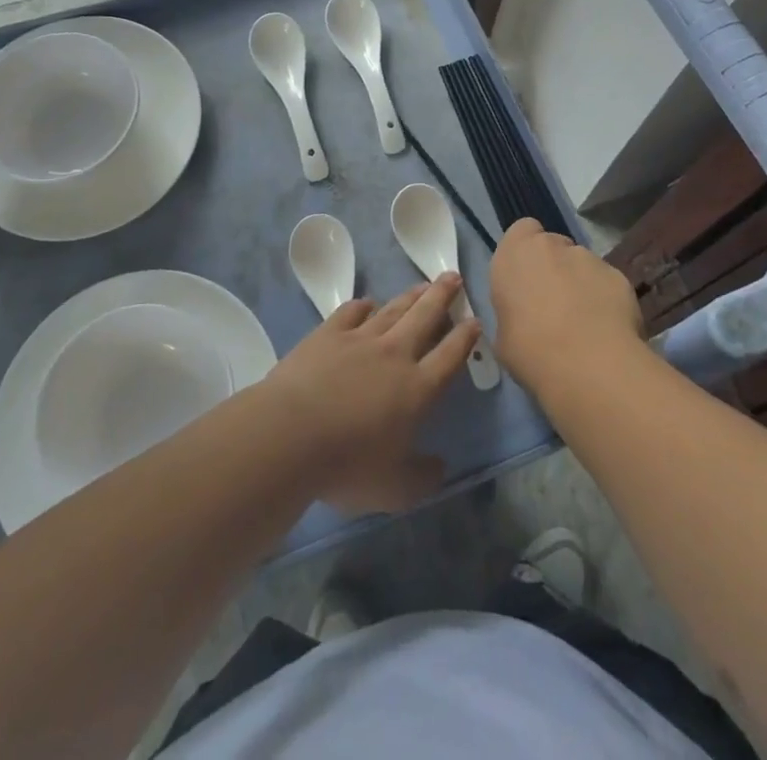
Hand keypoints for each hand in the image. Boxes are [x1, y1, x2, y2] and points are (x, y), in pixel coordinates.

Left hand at [264, 278, 479, 514]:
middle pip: (425, 317)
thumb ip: (423, 477)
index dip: (465, 337)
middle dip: (442, 296)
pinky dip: (363, 305)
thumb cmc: (347, 466)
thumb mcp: (395, 489)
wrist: (291, 434)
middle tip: (453, 276)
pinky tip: (367, 303)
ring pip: (392, 309)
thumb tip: (440, 466)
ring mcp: (359, 339)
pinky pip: (351, 311)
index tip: (475, 319)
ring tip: (423, 284)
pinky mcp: (328, 333)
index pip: (450, 355)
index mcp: (418, 388)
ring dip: (410, 295)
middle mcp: (394, 355)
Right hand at [489, 219, 643, 398]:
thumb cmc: (530, 350)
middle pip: (554, 246)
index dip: (527, 251)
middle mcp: (551, 246)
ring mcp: (588, 258)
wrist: (588, 365)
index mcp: (514, 254)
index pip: (522, 230)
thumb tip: (524, 318)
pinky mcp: (619, 275)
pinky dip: (606, 299)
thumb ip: (513, 312)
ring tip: (585, 322)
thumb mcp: (503, 336)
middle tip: (555, 303)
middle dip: (555, 267)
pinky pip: (607, 283)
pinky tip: (607, 329)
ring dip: (581, 283)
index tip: (528, 279)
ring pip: (582, 264)